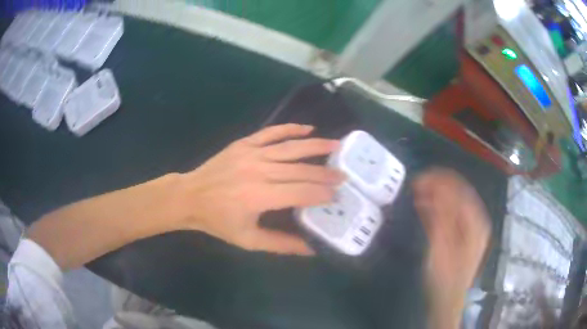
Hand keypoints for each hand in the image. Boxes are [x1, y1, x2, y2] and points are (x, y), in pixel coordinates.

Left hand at [176, 124, 343, 255]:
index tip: (337, 195)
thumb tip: (311, 248)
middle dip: (325, 173)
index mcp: (259, 196)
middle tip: (344, 174)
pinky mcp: (244, 143)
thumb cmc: (218, 221)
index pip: (301, 193)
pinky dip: (290, 128)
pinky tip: (307, 128)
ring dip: (316, 146)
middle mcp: (258, 171)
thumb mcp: (248, 240)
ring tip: (336, 145)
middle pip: (300, 170)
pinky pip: (271, 132)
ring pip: (290, 147)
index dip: (321, 194)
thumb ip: (281, 244)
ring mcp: (251, 153)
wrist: (189, 197)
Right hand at [413, 169, 490, 328]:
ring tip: (418, 192)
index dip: (440, 180)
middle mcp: (476, 220)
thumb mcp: (441, 246)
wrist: (447, 300)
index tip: (419, 178)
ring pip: (454, 203)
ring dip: (437, 196)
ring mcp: (470, 229)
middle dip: (438, 186)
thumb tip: (434, 188)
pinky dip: (438, 209)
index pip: (459, 190)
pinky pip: (451, 215)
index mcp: (475, 221)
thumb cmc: (445, 276)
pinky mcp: (462, 236)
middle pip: (458, 193)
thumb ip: (440, 216)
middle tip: (416, 183)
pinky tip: (425, 206)